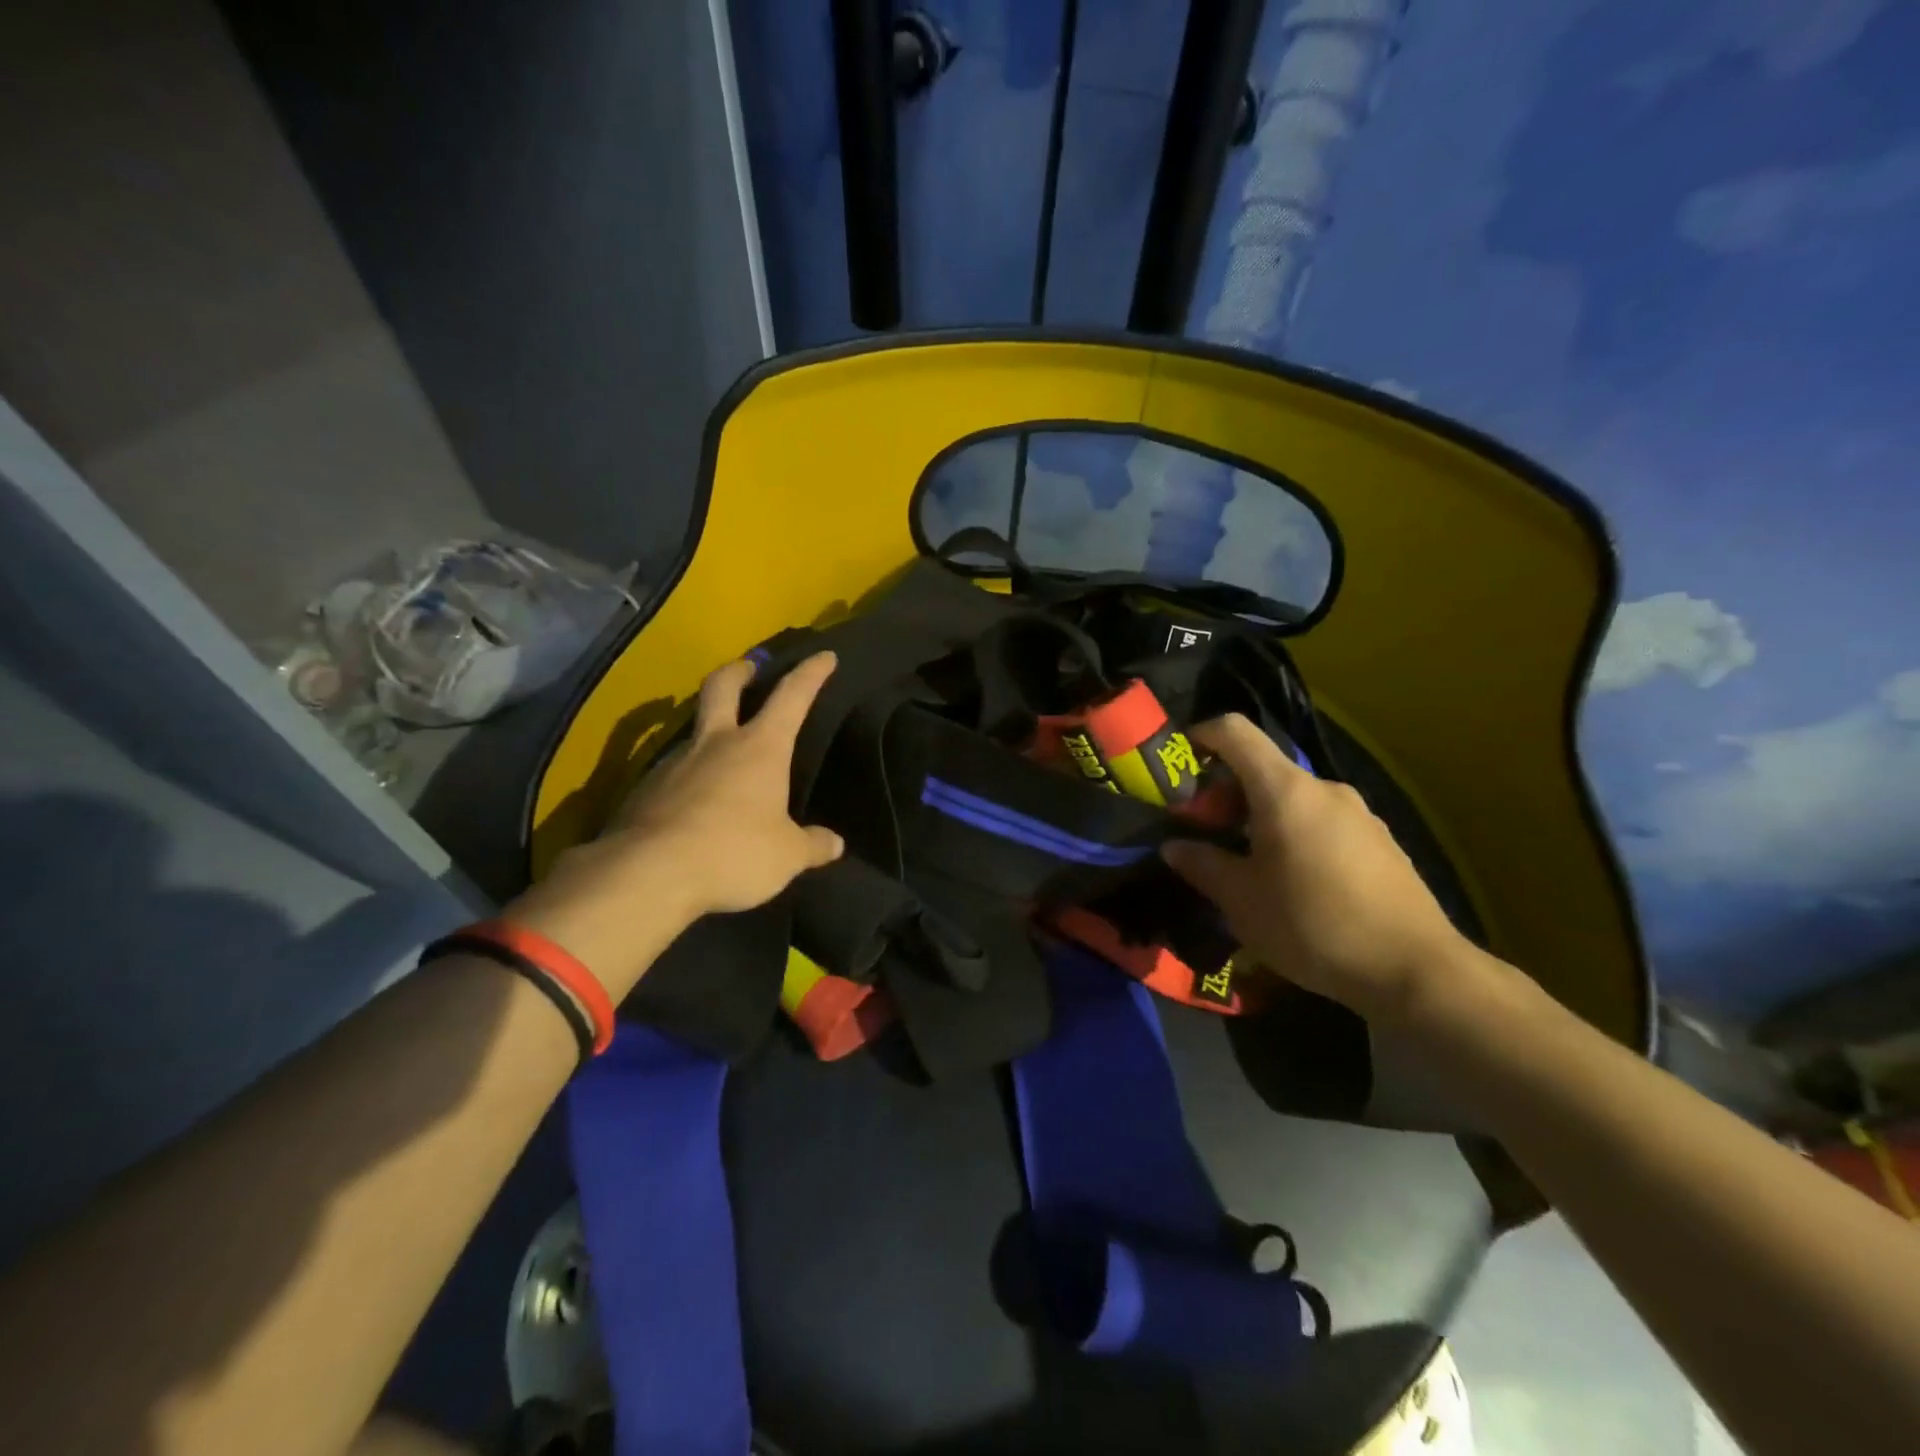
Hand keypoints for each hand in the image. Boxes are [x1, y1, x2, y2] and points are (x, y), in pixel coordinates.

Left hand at [507, 652, 844, 996]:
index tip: (824, 656)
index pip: (792, 697)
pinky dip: (687, 778)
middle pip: (722, 687)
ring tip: (721, 755)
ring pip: (693, 731)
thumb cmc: (733, 852)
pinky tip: (692, 804)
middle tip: (748, 667)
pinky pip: (672, 774)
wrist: (648, 873)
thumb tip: (834, 843)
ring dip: (709, 731)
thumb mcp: (786, 856)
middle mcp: (716, 743)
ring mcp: (674, 763)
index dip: (811, 673)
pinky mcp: (644, 791)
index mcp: (760, 748)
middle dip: (739, 671)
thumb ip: (812, 845)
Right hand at [1161, 714, 1467, 1023]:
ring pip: (1293, 800)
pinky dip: (1295, 836)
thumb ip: (1202, 865)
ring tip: (1248, 865)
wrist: (1416, 971)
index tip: (1179, 766)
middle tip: (1206, 835)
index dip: (1200, 736)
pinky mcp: (1381, 842)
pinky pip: (1323, 823)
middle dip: (1226, 794)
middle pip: (1263, 769)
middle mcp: (1325, 789)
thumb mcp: (1241, 900)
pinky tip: (1295, 884)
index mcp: (1284, 790)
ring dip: (1260, 819)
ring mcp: (1360, 814)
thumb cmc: (1313, 925)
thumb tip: (1174, 847)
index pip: (1235, 731)